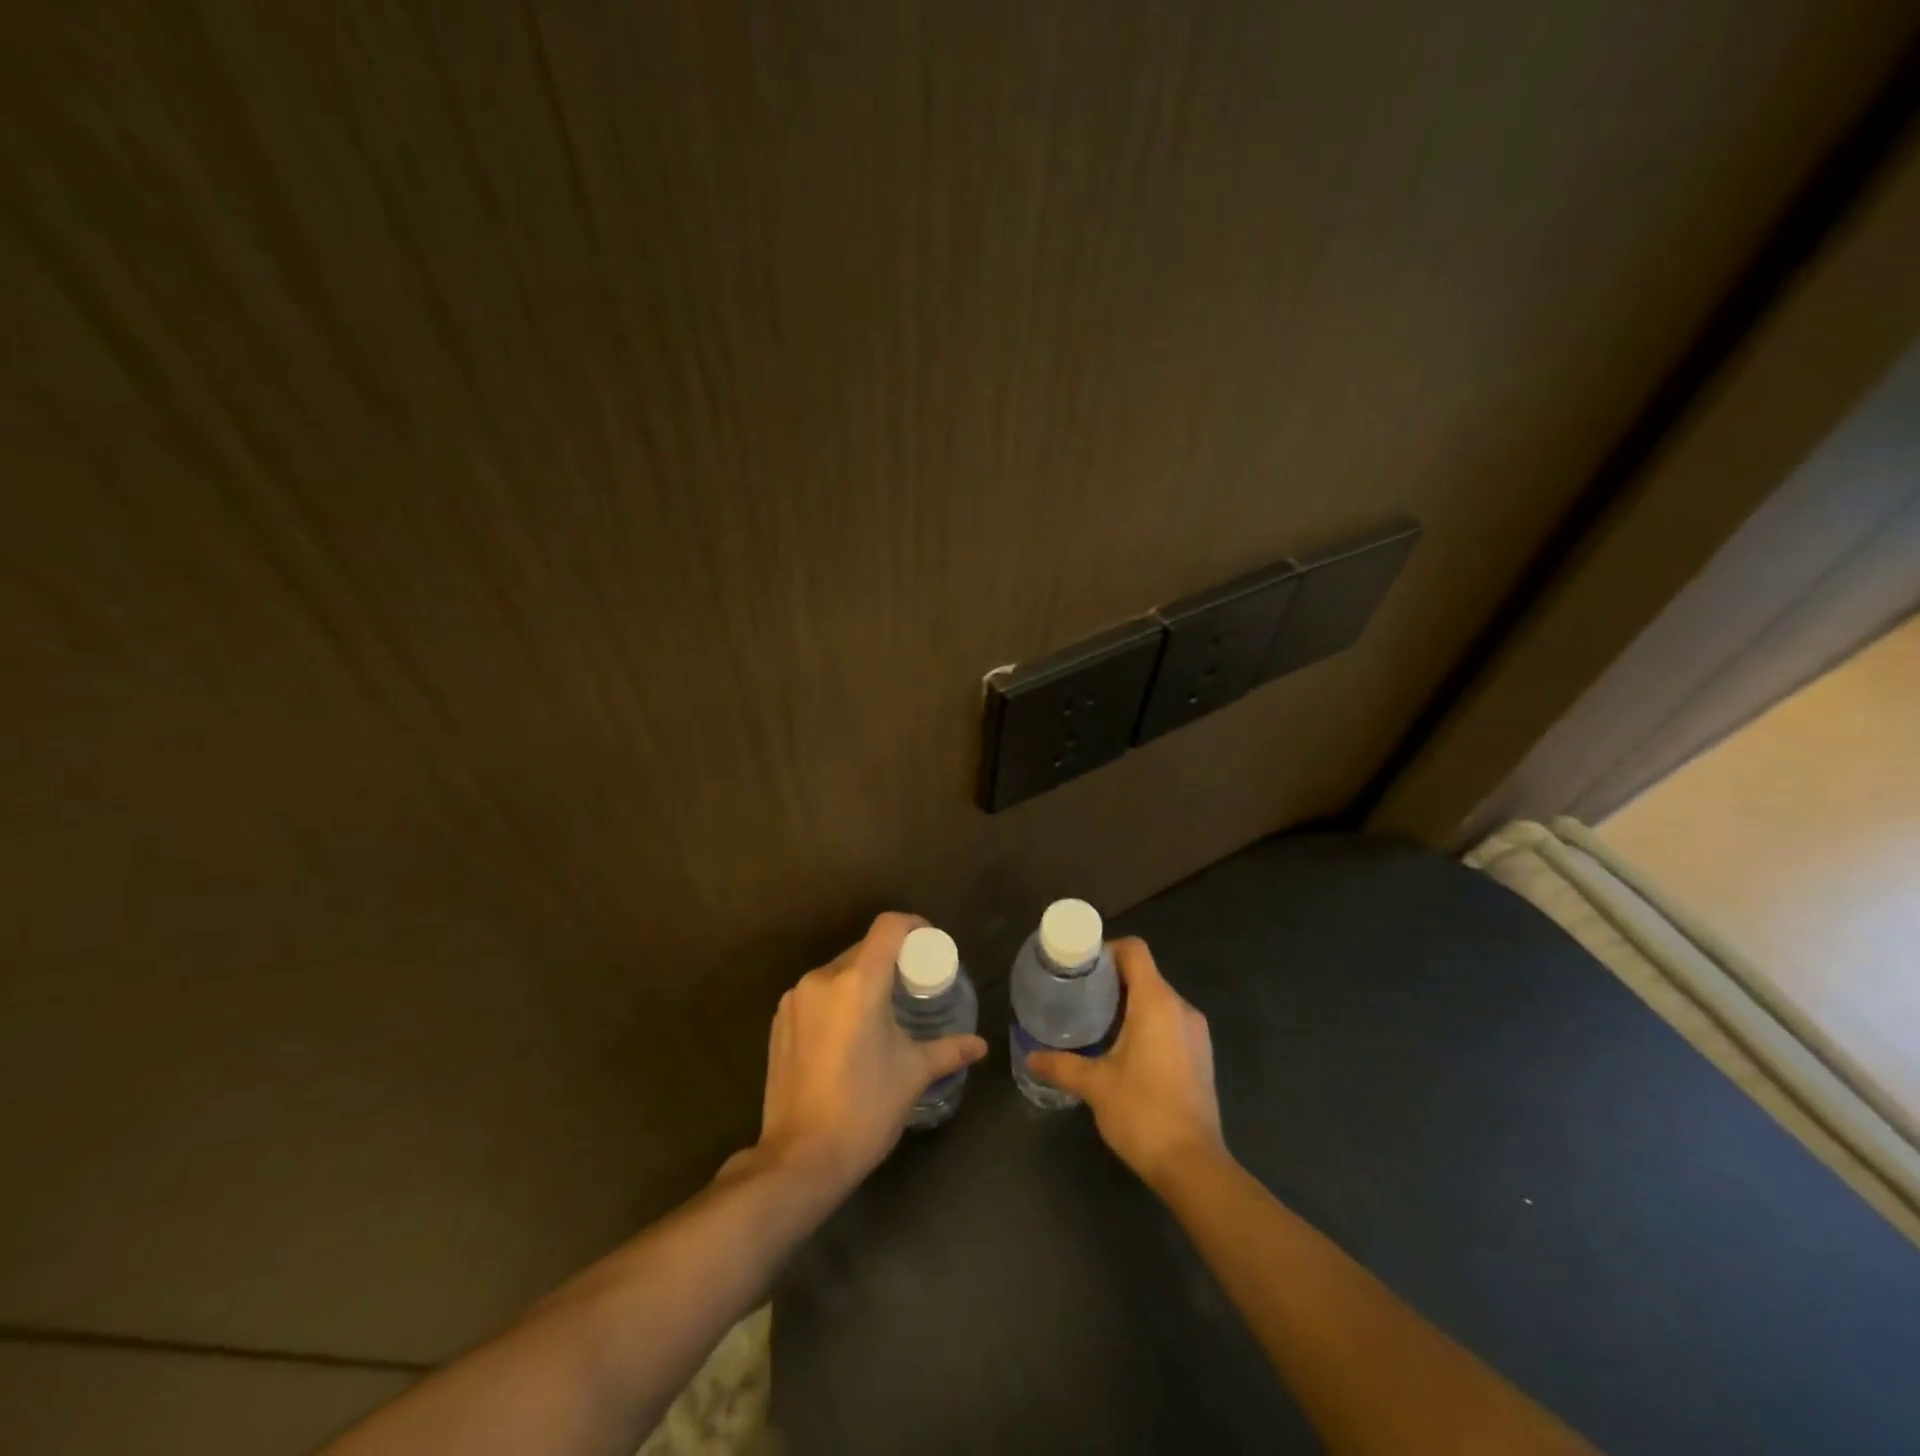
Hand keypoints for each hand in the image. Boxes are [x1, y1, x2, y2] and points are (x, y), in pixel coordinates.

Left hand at [752, 912, 987, 1197]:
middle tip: (912, 982)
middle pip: (863, 948)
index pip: (888, 927)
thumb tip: (980, 1046)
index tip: (930, 943)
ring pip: (837, 971)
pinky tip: (848, 1031)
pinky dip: (836, 999)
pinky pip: (815, 993)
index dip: (913, 925)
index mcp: (858, 982)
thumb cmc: (865, 1109)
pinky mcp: (779, 1021)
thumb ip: (948, 1050)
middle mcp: (822, 979)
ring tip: (881, 1008)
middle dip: (890, 958)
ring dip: (861, 979)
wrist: (800, 1158)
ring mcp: (795, 999)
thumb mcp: (913, 1074)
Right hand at [1026, 937, 1224, 1188]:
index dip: (1107, 950)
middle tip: (1079, 996)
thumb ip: (1061, 1065)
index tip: (1081, 968)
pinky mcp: (1201, 1055)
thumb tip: (1030, 1057)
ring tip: (1097, 1022)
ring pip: (1159, 999)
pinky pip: (1170, 1022)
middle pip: (1145, 973)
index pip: (1134, 950)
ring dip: (1130, 1003)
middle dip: (1112, 980)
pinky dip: (1147, 1023)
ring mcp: (1196, 1032)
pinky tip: (1124, 1050)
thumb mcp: (1094, 1085)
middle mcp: (1181, 1008)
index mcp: (1156, 1002)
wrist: (1193, 1165)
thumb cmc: (1142, 1112)